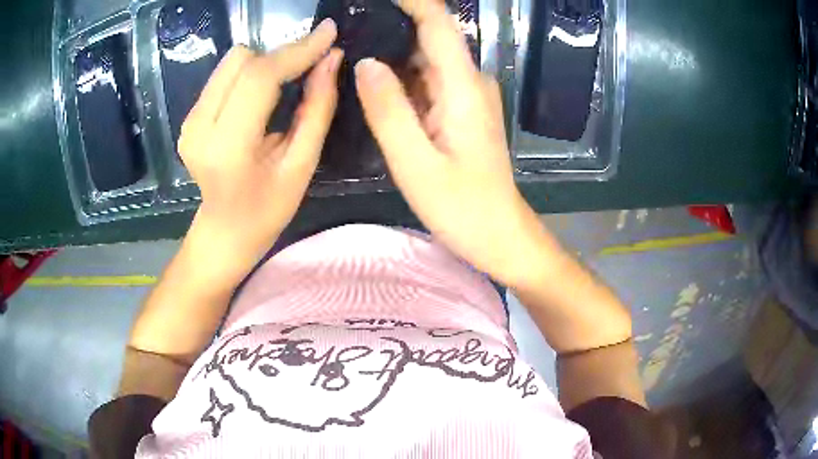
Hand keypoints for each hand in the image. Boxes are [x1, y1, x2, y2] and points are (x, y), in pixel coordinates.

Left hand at [179, 19, 342, 263]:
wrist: (224, 231)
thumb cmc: (267, 209)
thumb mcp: (302, 164)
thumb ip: (317, 108)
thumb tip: (332, 59)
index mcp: (228, 146)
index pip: (260, 77)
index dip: (297, 50)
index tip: (328, 33)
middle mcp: (200, 126)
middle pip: (243, 59)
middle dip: (280, 58)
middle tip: (308, 70)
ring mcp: (189, 120)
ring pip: (232, 62)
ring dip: (264, 66)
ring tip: (283, 88)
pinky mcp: (189, 116)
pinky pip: (224, 75)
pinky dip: (248, 76)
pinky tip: (260, 99)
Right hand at [354, 0, 543, 285]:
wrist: (500, 235)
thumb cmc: (463, 209)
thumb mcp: (415, 164)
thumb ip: (389, 110)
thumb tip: (366, 63)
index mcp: (463, 87)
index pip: (438, 23)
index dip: (411, 1)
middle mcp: (469, 83)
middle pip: (429, 38)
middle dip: (390, 29)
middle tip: (348, 37)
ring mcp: (468, 97)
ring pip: (426, 61)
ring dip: (392, 55)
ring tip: (352, 61)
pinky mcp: (462, 112)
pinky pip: (428, 83)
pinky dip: (402, 80)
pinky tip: (376, 89)